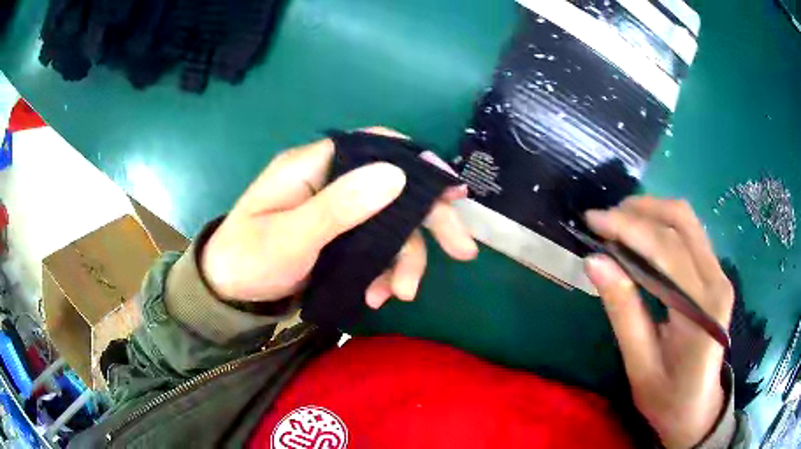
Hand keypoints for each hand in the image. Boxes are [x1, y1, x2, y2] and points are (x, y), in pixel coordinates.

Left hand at [201, 127, 477, 308]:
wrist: (229, 293)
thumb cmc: (249, 259)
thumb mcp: (290, 237)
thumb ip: (339, 207)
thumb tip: (396, 174)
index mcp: (314, 165)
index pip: (375, 146)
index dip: (417, 161)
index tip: (451, 188)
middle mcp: (331, 181)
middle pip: (393, 188)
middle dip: (429, 219)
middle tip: (462, 249)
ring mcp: (338, 211)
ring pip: (390, 224)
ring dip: (404, 259)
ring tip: (400, 294)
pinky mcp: (341, 238)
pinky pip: (376, 248)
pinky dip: (385, 271)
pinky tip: (379, 296)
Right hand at [583, 197, 733, 447]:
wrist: (698, 409)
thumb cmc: (667, 397)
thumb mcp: (639, 364)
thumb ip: (623, 311)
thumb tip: (595, 261)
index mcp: (701, 309)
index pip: (667, 249)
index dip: (628, 228)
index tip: (593, 220)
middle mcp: (717, 281)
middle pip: (682, 221)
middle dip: (640, 210)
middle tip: (604, 220)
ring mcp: (719, 275)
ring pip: (688, 221)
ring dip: (652, 212)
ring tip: (619, 223)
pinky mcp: (715, 275)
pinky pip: (690, 235)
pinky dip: (662, 226)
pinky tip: (641, 236)